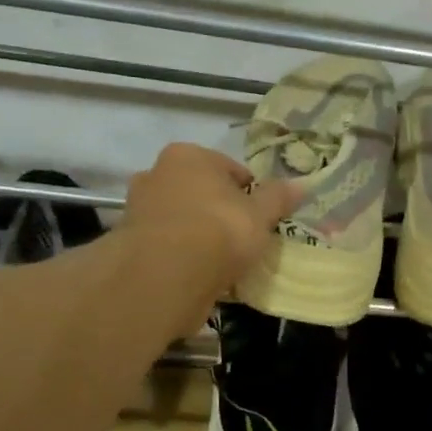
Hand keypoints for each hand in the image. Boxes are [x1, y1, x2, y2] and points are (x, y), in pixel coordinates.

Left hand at [121, 143, 295, 325]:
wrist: (165, 274)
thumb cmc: (219, 231)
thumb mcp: (260, 215)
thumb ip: (278, 198)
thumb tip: (301, 185)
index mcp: (189, 156)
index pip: (229, 168)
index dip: (249, 192)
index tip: (260, 217)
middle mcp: (157, 173)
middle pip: (200, 191)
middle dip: (218, 209)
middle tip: (241, 237)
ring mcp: (138, 208)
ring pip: (181, 218)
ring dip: (198, 233)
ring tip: (221, 260)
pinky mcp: (129, 242)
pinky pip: (166, 244)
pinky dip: (181, 255)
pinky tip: (198, 274)